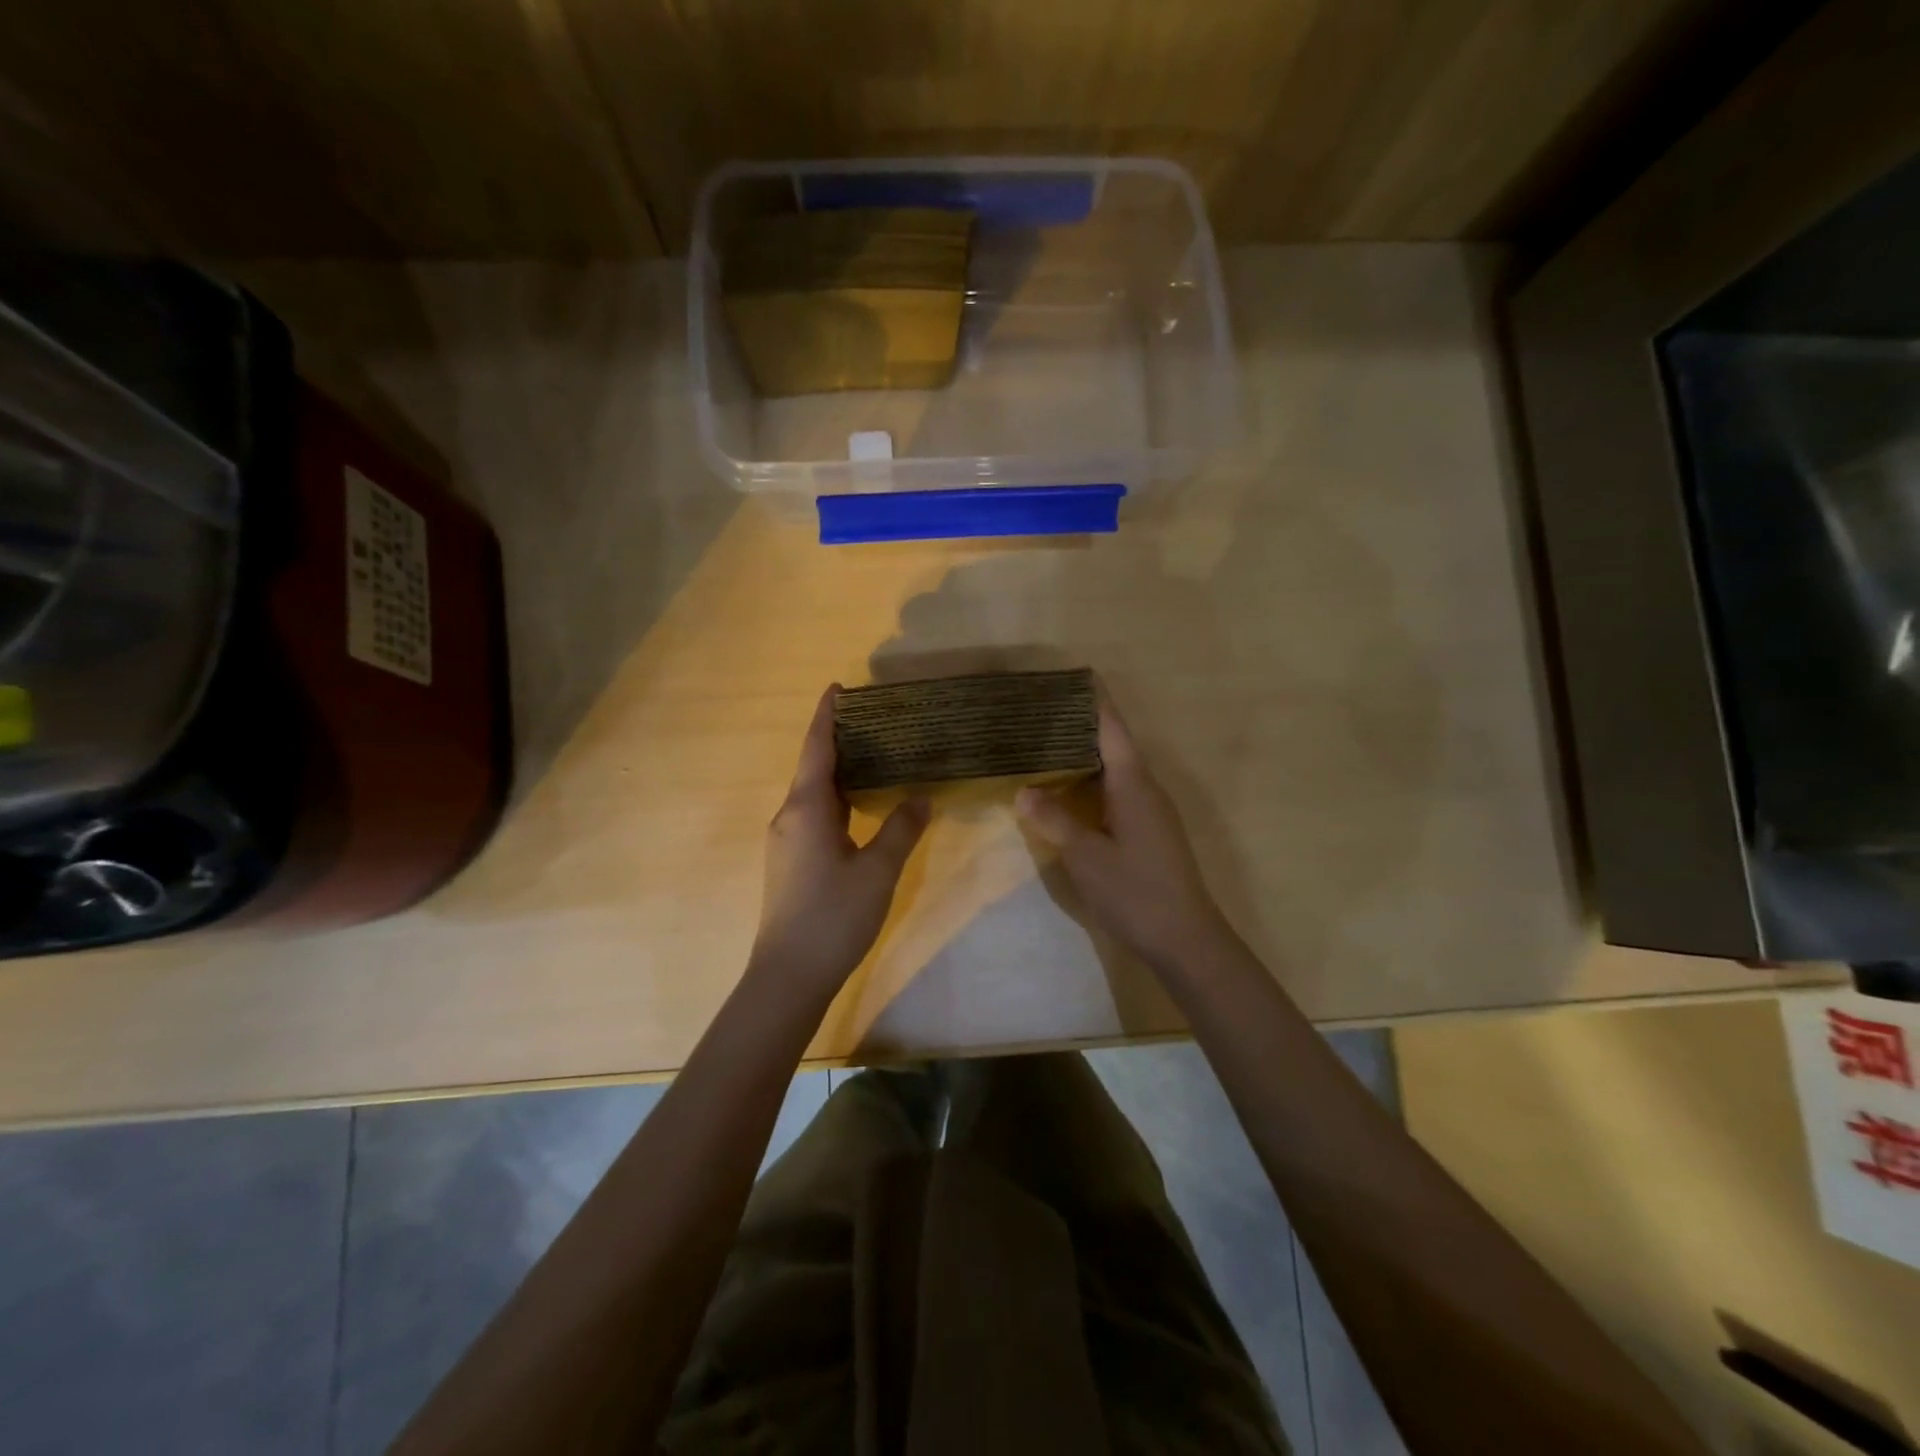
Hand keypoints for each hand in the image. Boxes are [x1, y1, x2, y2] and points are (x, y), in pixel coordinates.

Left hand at [750, 686, 929, 993]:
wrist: (788, 975)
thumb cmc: (833, 917)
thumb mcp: (877, 871)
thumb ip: (900, 829)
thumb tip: (921, 797)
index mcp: (806, 808)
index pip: (817, 748)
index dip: (827, 716)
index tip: (839, 687)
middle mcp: (790, 816)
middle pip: (814, 766)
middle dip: (840, 740)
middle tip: (877, 720)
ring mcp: (787, 840)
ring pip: (814, 793)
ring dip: (840, 771)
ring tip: (876, 754)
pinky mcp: (791, 861)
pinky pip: (814, 814)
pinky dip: (838, 798)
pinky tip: (862, 804)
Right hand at [1016, 690, 1228, 971]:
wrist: (1185, 938)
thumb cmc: (1135, 891)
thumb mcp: (1086, 856)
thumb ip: (1055, 820)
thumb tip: (1024, 791)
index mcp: (1133, 783)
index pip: (1112, 728)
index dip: (1094, 701)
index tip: (1075, 674)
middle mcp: (1146, 788)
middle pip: (1113, 744)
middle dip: (1081, 725)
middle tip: (1042, 713)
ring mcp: (1151, 810)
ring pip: (1115, 769)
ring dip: (1085, 755)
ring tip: (1046, 745)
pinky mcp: (1149, 831)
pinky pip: (1117, 791)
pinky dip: (1091, 782)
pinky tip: (1068, 792)